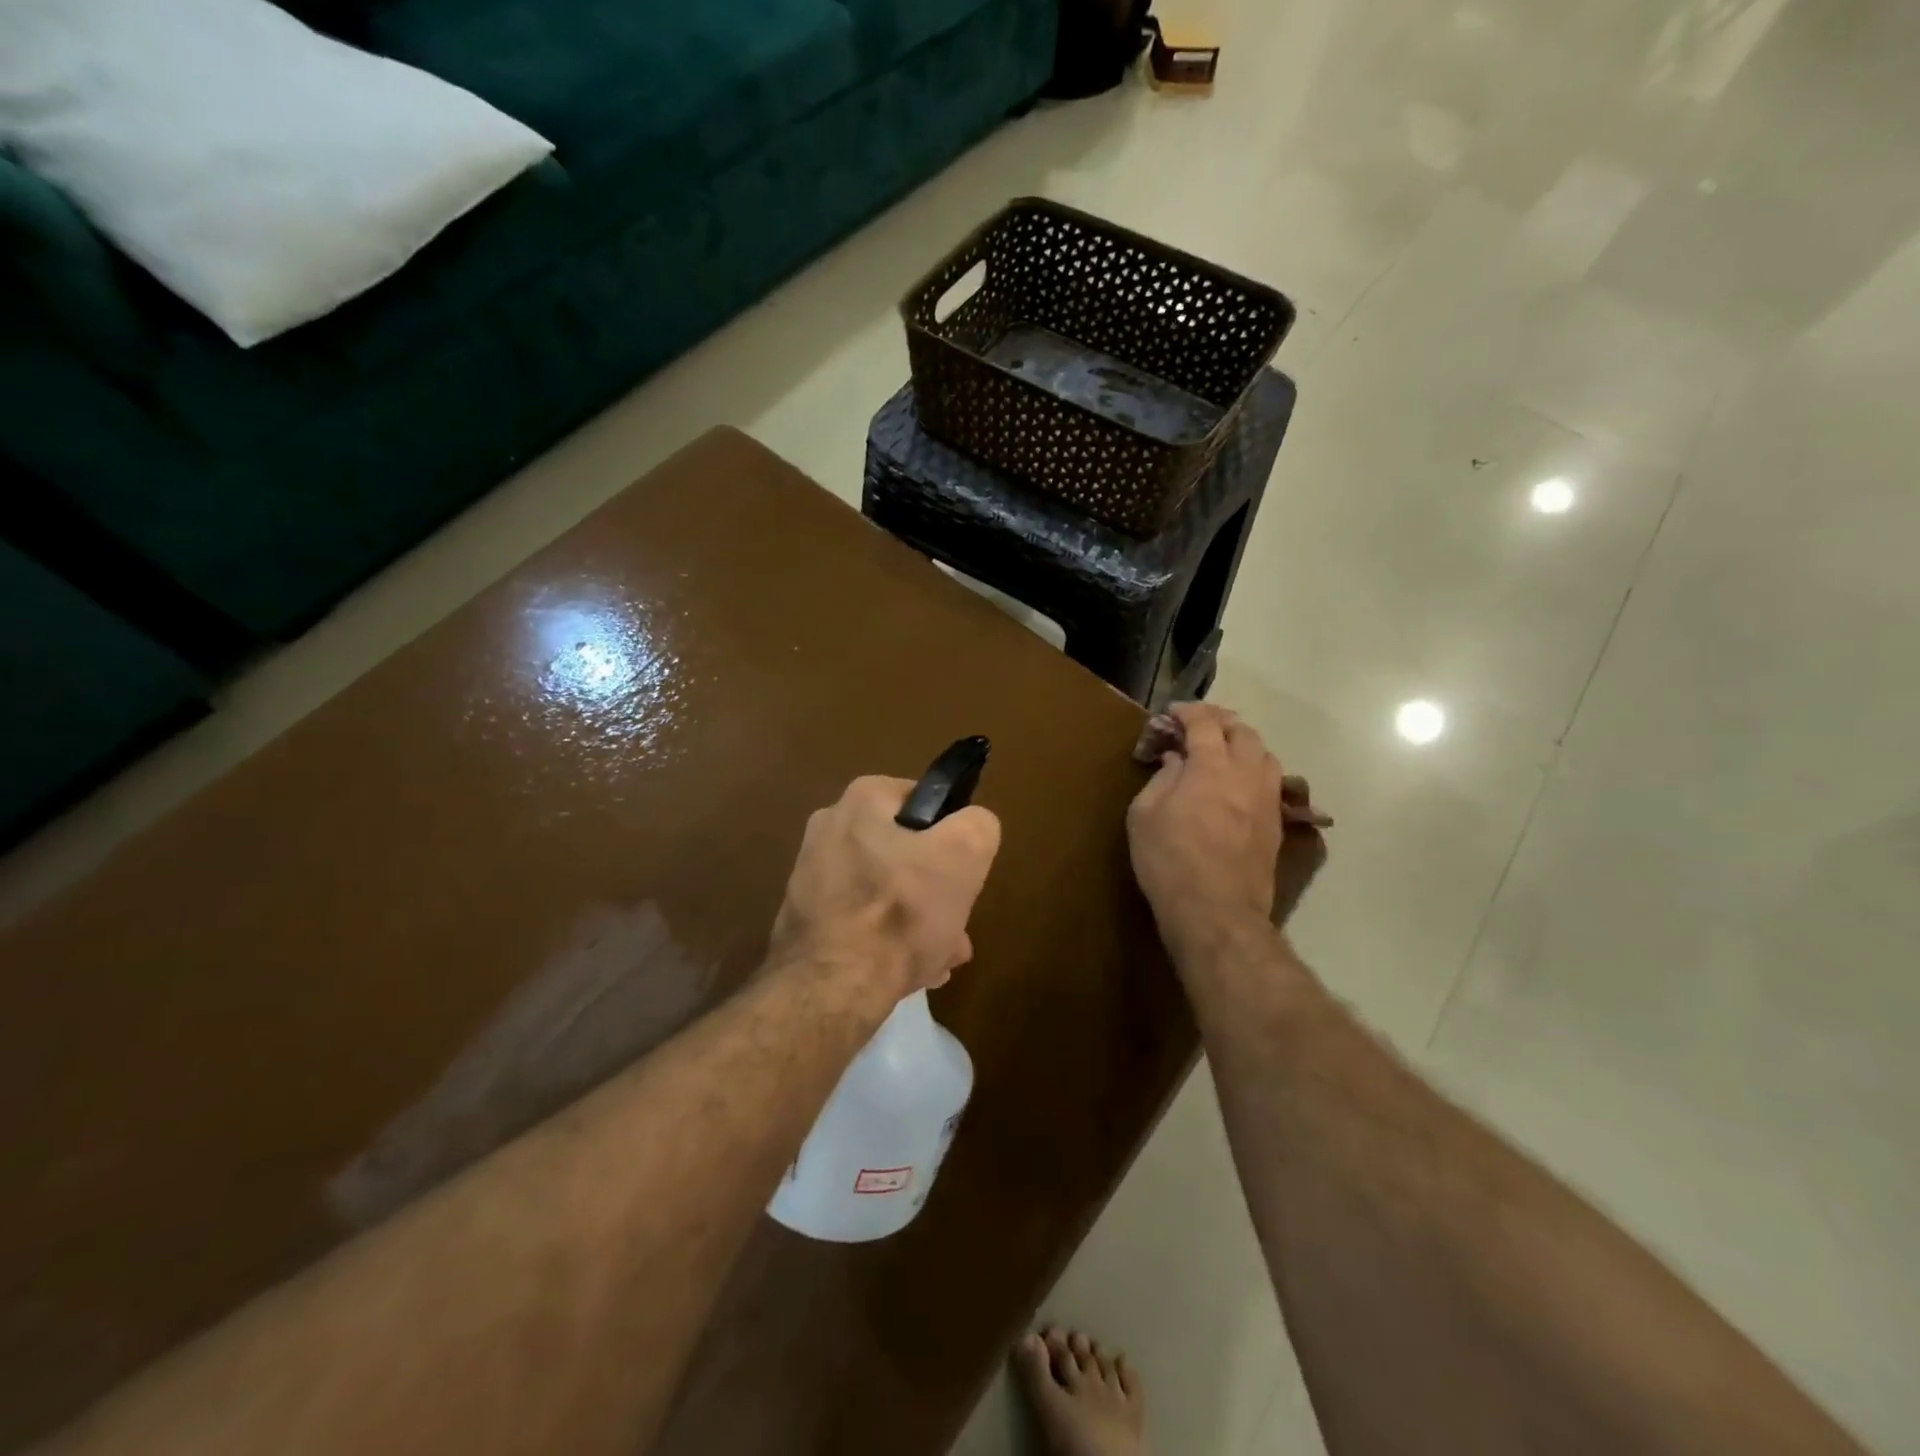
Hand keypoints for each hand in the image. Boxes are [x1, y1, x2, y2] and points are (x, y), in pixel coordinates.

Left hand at [772, 776, 1001, 997]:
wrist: (832, 987)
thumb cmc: (902, 910)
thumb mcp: (965, 854)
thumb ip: (978, 826)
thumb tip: (971, 827)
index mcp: (861, 799)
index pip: (924, 802)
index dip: (951, 837)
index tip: (962, 874)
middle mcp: (828, 828)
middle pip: (905, 854)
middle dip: (935, 890)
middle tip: (955, 925)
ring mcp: (811, 876)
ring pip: (885, 892)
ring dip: (916, 921)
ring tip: (938, 957)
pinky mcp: (806, 919)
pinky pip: (860, 921)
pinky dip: (885, 940)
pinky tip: (906, 972)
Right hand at [1127, 703, 1282, 960]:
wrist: (1216, 912)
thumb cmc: (1169, 860)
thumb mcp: (1144, 815)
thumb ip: (1161, 779)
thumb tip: (1176, 761)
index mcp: (1211, 766)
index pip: (1205, 723)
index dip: (1188, 712)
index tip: (1173, 714)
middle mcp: (1246, 774)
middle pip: (1243, 732)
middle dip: (1220, 722)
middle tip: (1198, 728)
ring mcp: (1267, 800)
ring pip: (1266, 755)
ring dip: (1244, 745)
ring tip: (1224, 753)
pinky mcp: (1276, 824)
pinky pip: (1272, 783)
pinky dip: (1255, 771)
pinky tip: (1239, 784)